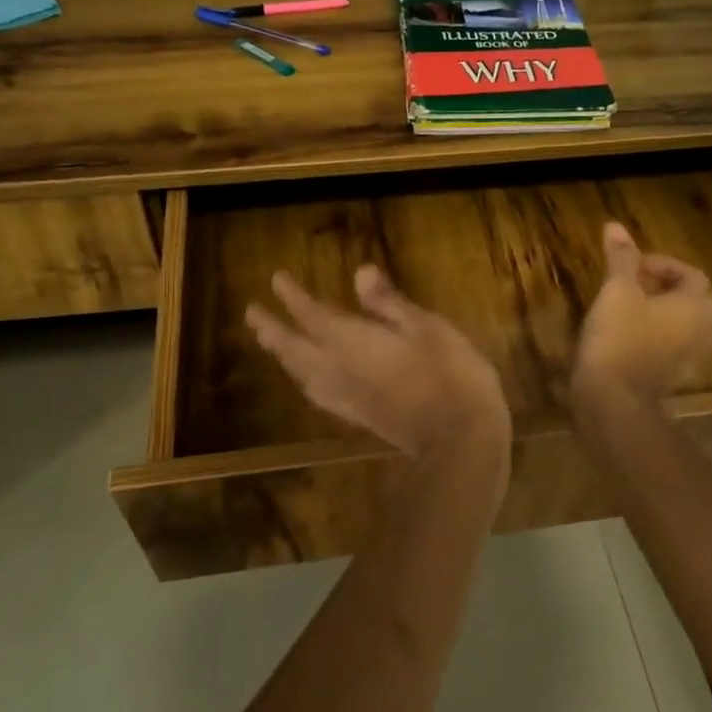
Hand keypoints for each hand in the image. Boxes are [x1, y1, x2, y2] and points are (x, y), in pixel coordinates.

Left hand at [247, 266, 510, 461]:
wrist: (459, 439)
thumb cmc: (450, 374)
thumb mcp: (426, 327)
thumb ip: (389, 302)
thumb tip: (359, 272)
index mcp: (352, 343)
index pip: (311, 315)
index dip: (292, 296)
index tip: (276, 278)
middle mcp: (338, 370)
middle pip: (294, 348)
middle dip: (272, 329)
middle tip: (252, 313)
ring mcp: (345, 397)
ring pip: (300, 372)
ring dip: (281, 354)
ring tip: (270, 342)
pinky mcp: (357, 416)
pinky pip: (316, 392)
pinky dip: (302, 378)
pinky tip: (307, 380)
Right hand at [574, 222, 711, 405]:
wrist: (612, 400)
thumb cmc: (619, 338)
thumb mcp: (617, 291)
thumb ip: (621, 258)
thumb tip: (615, 226)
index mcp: (693, 306)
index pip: (693, 275)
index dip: (665, 264)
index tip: (635, 265)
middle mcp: (698, 331)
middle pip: (696, 301)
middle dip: (669, 287)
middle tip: (637, 283)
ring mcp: (686, 358)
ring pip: (684, 326)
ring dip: (663, 312)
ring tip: (631, 307)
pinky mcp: (668, 377)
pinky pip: (670, 347)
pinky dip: (655, 335)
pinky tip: (626, 335)